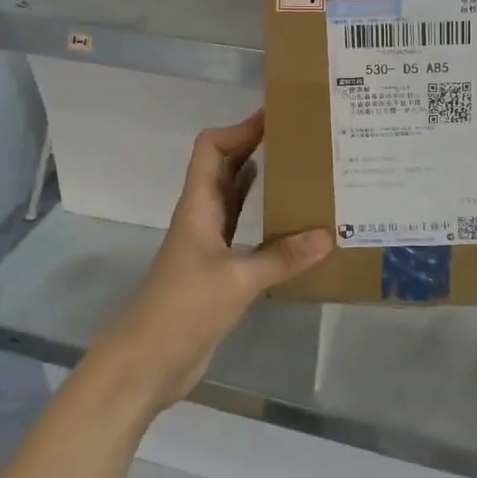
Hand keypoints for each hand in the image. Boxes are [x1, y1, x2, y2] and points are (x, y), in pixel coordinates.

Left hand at [95, 110, 332, 412]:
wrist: (150, 360)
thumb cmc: (185, 308)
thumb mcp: (238, 281)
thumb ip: (282, 258)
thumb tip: (327, 235)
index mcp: (198, 206)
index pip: (212, 149)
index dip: (239, 128)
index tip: (275, 117)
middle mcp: (202, 215)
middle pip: (225, 166)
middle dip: (255, 147)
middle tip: (299, 139)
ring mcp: (208, 242)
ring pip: (235, 197)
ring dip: (261, 181)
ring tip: (302, 171)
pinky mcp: (218, 268)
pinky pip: (243, 229)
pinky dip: (264, 219)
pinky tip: (292, 222)